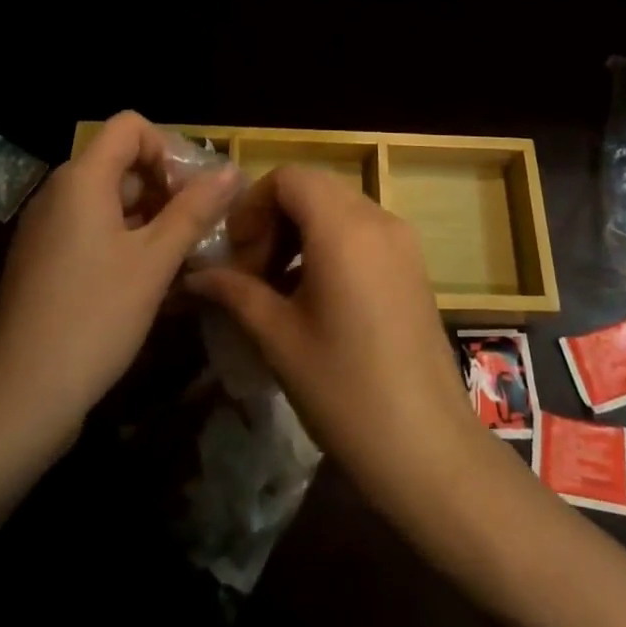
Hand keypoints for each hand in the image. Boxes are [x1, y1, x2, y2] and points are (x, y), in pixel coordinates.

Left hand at [0, 112, 237, 453]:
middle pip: (122, 163)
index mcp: (81, 180)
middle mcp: (59, 193)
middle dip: (166, 188)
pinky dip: (126, 242)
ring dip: (151, 218)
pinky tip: (150, 282)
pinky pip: (92, 231)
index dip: (168, 148)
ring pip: (111, 201)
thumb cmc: (94, 318)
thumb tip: (231, 171)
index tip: (193, 193)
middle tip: (199, 229)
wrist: (18, 400)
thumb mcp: (155, 261)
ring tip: (184, 258)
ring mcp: (47, 229)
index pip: (131, 127)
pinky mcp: (44, 262)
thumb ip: (195, 209)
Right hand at [185, 167, 493, 527]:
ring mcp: (402, 241)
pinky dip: (329, 245)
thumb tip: (197, 275)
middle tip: (250, 272)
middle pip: (313, 189)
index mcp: (344, 227)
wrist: (428, 448)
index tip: (236, 252)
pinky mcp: (413, 265)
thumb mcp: (280, 339)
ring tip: (275, 288)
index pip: (289, 177)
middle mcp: (378, 219)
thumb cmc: (345, 391)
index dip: (253, 205)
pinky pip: (362, 232)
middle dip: (274, 219)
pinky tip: (312, 297)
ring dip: (300, 233)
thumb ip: (236, 293)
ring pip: (338, 209)